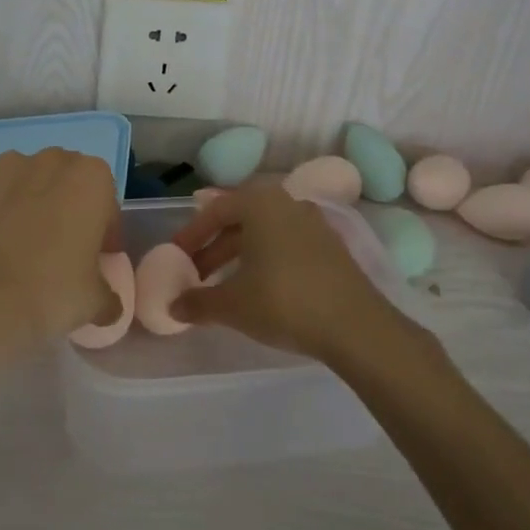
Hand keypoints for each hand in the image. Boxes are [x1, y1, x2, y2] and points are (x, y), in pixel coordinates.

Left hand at [0, 149, 121, 365]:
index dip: (102, 230)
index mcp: (90, 178)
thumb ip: (109, 293)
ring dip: (27, 202)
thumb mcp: (97, 305)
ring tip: (17, 246)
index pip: (105, 199)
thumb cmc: (48, 297)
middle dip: (65, 208)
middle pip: (66, 181)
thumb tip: (106, 300)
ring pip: (26, 179)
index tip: (93, 259)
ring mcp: (4, 165)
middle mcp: (50, 160)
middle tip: (57, 251)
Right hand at [170, 185, 401, 364]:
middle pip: (240, 220)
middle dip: (214, 247)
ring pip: (264, 234)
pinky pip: (286, 245)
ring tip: (223, 287)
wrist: (355, 326)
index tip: (176, 258)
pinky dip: (265, 261)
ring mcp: (313, 224)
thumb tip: (173, 306)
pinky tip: (259, 290)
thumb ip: (198, 302)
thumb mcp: (232, 305)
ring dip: (239, 256)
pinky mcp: (330, 247)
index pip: (215, 210)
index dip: (191, 235)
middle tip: (196, 275)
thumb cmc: (283, 301)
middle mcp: (287, 203)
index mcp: (260, 203)